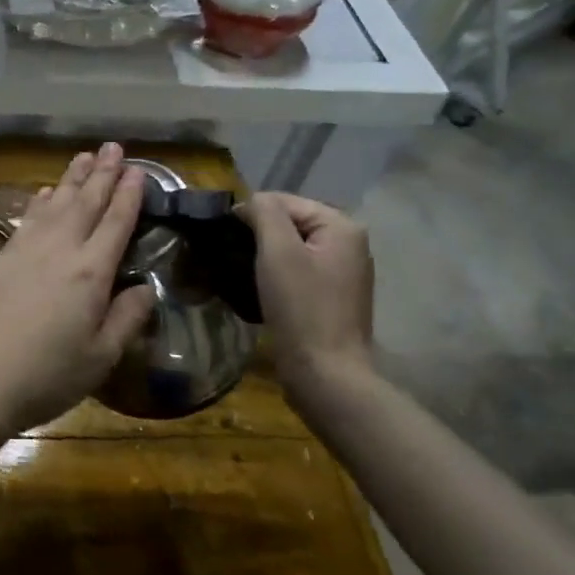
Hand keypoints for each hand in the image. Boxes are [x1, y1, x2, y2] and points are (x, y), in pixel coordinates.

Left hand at [0, 144, 156, 443]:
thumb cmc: (45, 376)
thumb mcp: (100, 358)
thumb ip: (127, 319)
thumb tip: (146, 288)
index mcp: (90, 272)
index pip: (116, 222)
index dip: (129, 194)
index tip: (138, 170)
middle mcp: (60, 249)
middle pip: (85, 202)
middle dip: (102, 173)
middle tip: (114, 147)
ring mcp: (27, 250)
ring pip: (56, 203)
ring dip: (72, 178)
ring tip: (85, 156)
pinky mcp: (3, 258)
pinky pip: (30, 217)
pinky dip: (42, 200)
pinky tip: (47, 192)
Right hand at [239, 192, 374, 396]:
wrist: (325, 373)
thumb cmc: (301, 308)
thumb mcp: (278, 251)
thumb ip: (265, 213)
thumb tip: (251, 201)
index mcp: (342, 227)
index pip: (285, 201)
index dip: (252, 213)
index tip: (224, 236)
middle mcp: (350, 244)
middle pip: (291, 223)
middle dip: (260, 234)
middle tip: (231, 254)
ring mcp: (344, 273)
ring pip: (293, 248)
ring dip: (266, 256)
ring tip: (242, 271)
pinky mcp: (333, 298)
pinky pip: (299, 271)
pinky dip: (277, 274)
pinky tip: (260, 289)